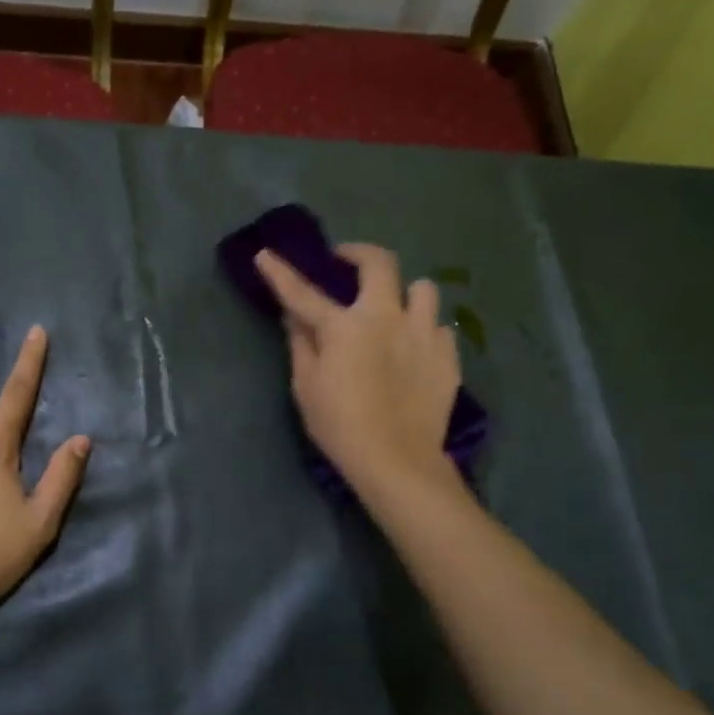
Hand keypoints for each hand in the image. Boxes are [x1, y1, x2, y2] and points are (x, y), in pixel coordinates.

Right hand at [255, 244, 460, 493]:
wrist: (397, 461)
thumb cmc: (340, 425)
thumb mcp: (306, 387)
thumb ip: (301, 344)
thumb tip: (295, 317)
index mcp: (345, 326)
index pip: (303, 292)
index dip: (280, 272)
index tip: (265, 255)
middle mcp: (387, 317)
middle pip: (380, 263)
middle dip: (359, 253)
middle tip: (346, 261)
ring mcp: (423, 333)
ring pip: (423, 289)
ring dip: (405, 294)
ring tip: (394, 310)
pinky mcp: (448, 356)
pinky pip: (439, 328)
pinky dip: (424, 332)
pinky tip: (415, 350)